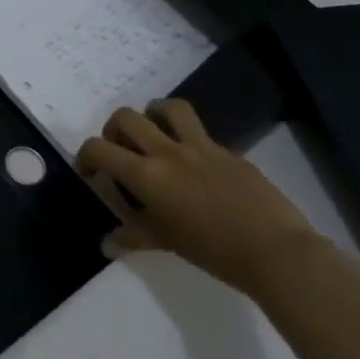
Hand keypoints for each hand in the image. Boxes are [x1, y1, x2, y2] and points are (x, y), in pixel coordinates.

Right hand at [77, 98, 323, 297]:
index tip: (89, 172)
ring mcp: (201, 147)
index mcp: (146, 174)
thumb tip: (106, 243)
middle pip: (127, 118)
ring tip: (153, 135)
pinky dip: (186, 140)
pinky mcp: (228, 152)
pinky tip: (193, 166)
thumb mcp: (165, 242)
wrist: (274, 251)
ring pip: (168, 108)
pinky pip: (200, 133)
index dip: (85, 156)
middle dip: (114, 129)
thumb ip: (132, 236)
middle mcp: (168, 151)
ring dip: (152, 115)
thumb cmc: (212, 250)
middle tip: (119, 151)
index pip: (99, 149)